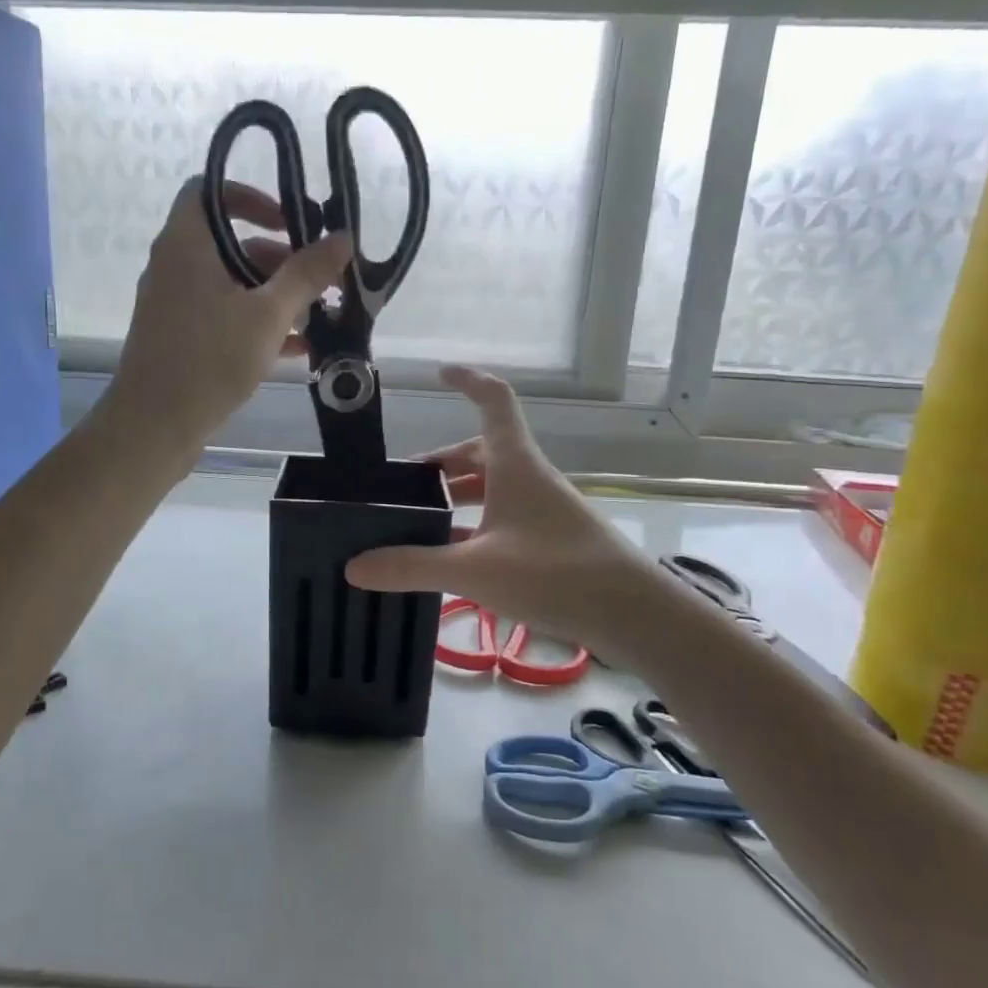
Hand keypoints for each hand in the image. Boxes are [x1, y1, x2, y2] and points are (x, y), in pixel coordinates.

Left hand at [108, 177, 350, 457]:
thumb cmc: (210, 359)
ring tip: (318, 317)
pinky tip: (296, 350)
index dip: (250, 196)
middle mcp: (175, 267)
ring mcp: (175, 305)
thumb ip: (306, 274)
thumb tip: (343, 238)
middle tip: (319, 279)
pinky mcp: (180, 339)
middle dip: (279, 259)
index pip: (209, 191)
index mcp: (187, 244)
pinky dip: (256, 324)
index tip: (289, 221)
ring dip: (274, 296)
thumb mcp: (268, 315)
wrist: (154, 426)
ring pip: (231, 285)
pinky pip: (223, 317)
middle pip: (230, 243)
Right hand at [345, 367, 658, 654]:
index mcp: (514, 463)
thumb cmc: (555, 573)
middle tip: (401, 487)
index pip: (493, 400)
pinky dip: (473, 528)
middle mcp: (528, 478)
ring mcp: (542, 509)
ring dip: (456, 498)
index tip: (439, 373)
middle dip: (441, 464)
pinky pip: (502, 521)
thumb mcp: (474, 570)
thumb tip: (354, 566)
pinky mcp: (549, 541)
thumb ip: (412, 566)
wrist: (632, 614)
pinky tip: (450, 558)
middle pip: (481, 452)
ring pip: (492, 489)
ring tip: (417, 522)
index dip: (467, 380)